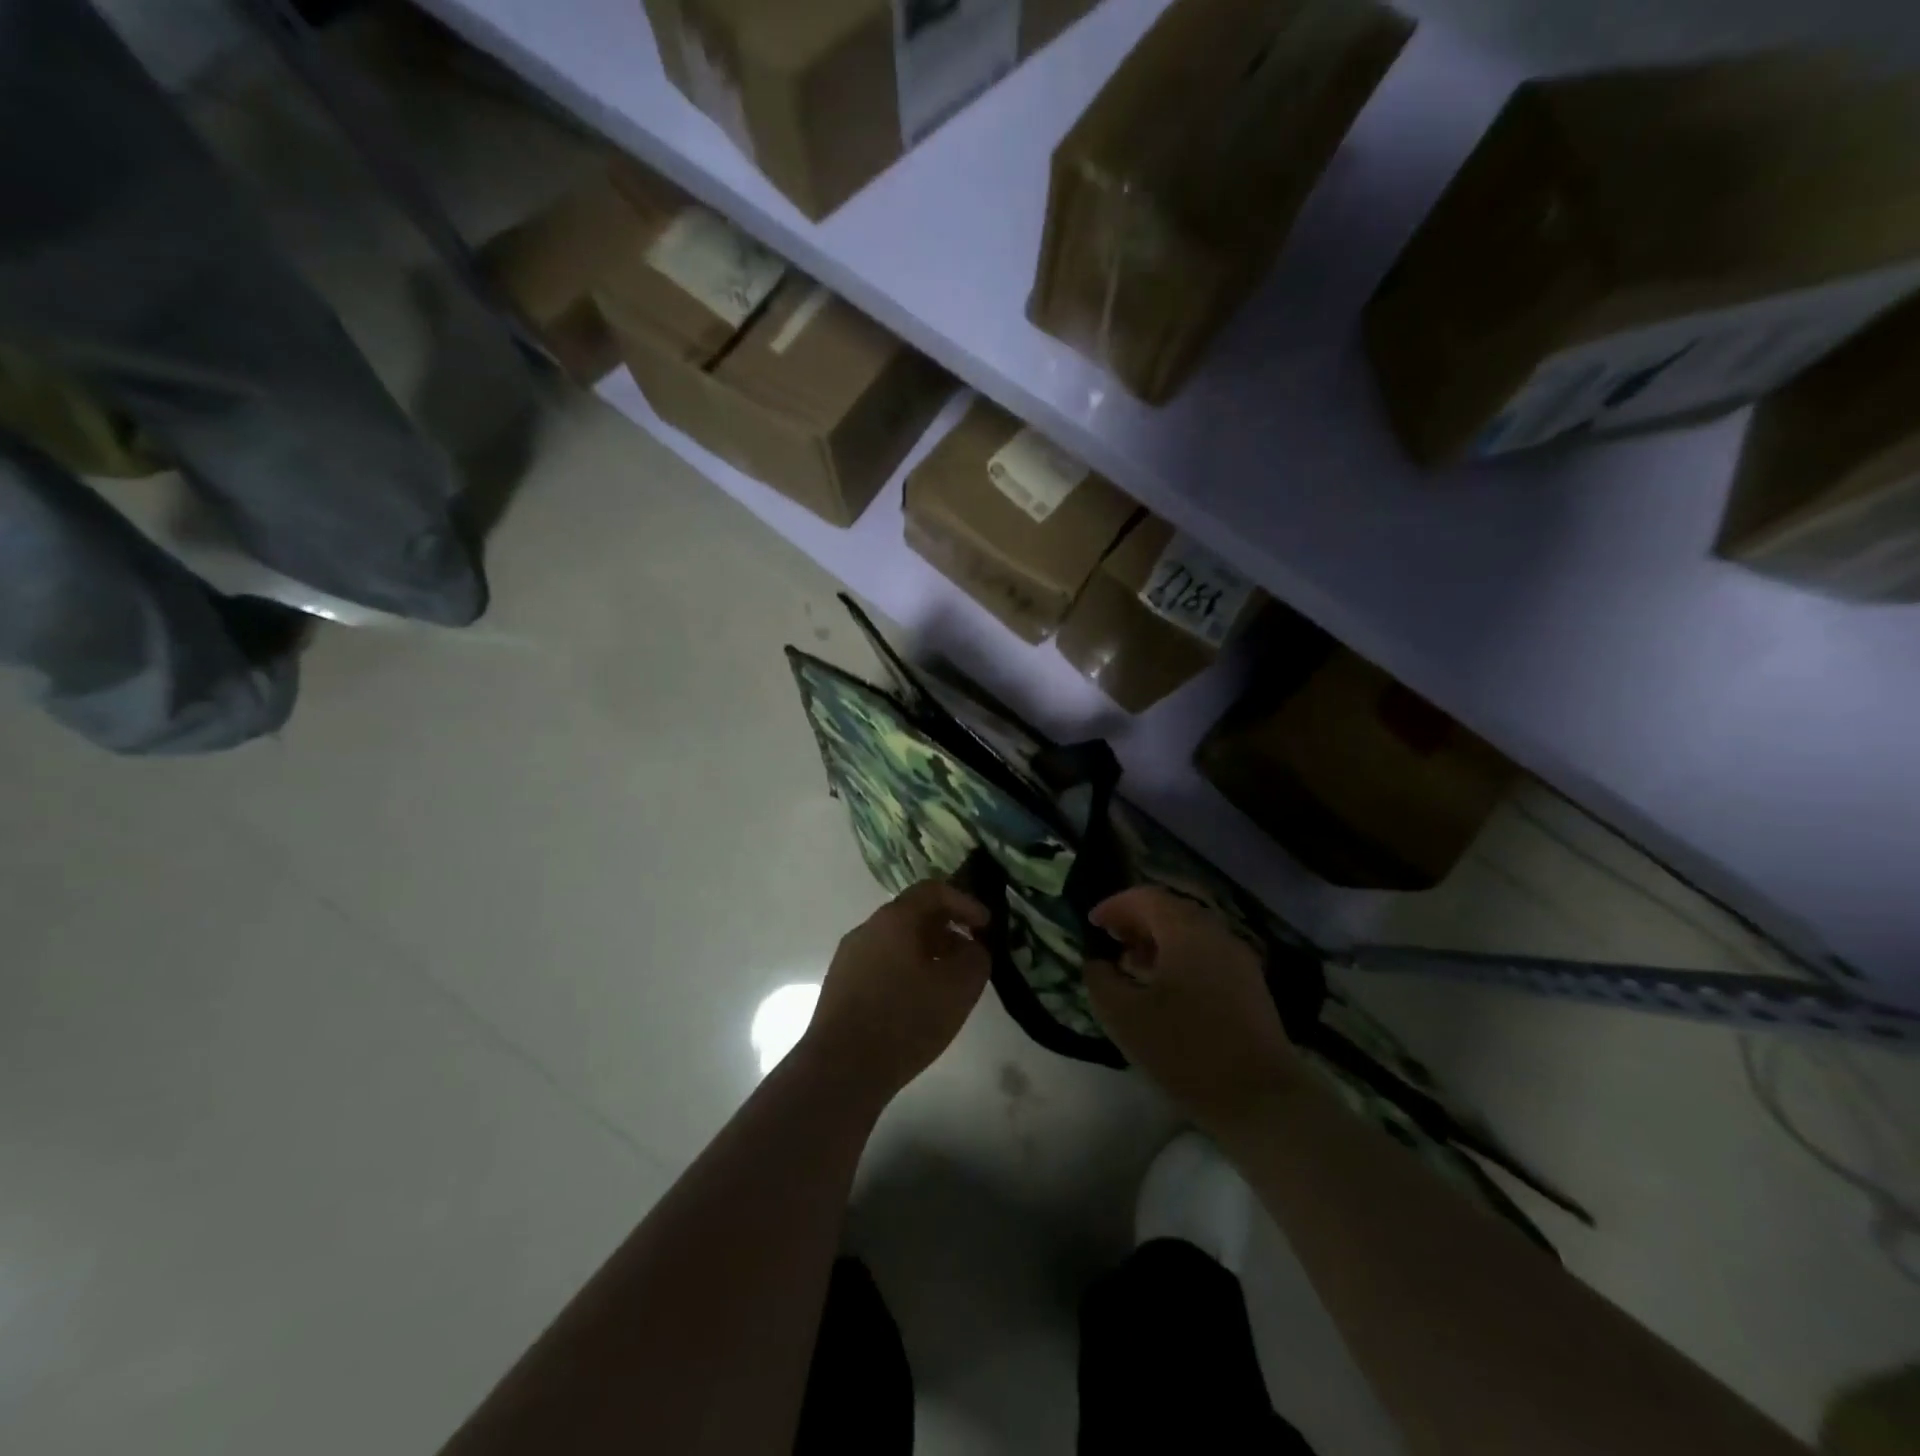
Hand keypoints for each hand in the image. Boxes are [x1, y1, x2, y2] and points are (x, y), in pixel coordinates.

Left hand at [799, 880, 992, 1102]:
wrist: (840, 1070)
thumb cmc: (905, 1021)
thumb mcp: (958, 988)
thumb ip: (976, 958)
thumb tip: (972, 948)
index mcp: (894, 919)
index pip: (933, 891)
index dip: (965, 903)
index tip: (986, 927)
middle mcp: (867, 928)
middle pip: (913, 914)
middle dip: (947, 929)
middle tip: (970, 953)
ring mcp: (849, 957)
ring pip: (896, 941)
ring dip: (927, 952)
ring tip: (947, 981)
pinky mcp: (840, 985)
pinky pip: (881, 963)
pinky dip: (907, 970)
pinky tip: (918, 1002)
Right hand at [1084, 887, 1307, 1133]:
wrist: (1261, 1100)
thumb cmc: (1185, 1052)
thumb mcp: (1124, 1017)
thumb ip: (1100, 981)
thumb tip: (1097, 963)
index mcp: (1186, 932)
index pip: (1146, 897)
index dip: (1115, 906)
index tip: (1092, 925)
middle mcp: (1216, 935)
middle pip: (1171, 911)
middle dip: (1136, 921)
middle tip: (1111, 942)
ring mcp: (1239, 960)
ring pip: (1191, 934)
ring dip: (1158, 941)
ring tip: (1132, 967)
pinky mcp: (1251, 986)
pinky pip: (1207, 955)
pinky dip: (1180, 958)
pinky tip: (1165, 991)